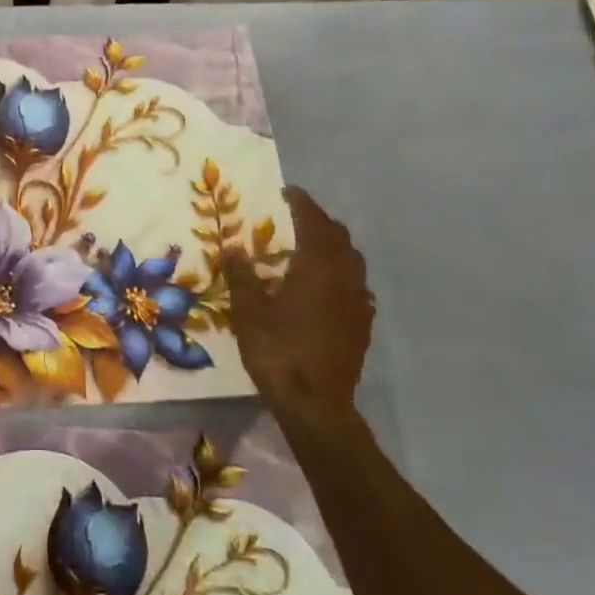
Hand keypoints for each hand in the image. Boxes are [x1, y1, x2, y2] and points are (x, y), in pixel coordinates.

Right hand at [224, 188, 373, 424]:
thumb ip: (242, 276)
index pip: (314, 222)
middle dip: (319, 223)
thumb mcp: (249, 311)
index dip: (302, 204)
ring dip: (332, 249)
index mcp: (318, 267)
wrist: (315, 402)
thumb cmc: (277, 350)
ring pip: (351, 262)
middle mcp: (345, 278)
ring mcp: (358, 302)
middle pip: (339, 238)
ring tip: (308, 251)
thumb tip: (233, 248)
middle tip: (295, 219)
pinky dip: (340, 276)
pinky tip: (324, 289)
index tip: (288, 191)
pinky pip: (355, 287)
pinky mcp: (362, 325)